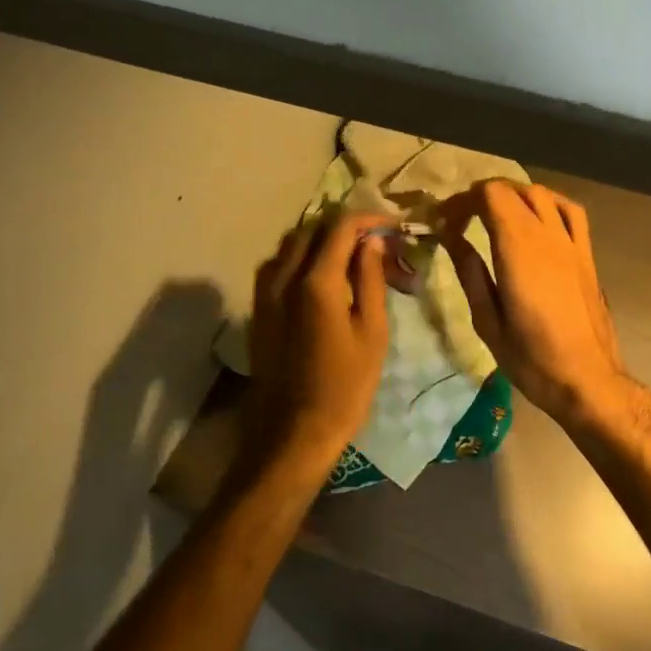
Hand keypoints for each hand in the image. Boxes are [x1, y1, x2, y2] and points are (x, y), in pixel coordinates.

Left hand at [244, 212, 391, 477]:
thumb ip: (370, 279)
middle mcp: (283, 277)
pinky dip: (302, 257)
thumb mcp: (372, 332)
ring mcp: (264, 292)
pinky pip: (278, 265)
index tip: (393, 226)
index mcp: (316, 282)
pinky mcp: (257, 308)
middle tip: (376, 241)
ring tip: (352, 256)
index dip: (369, 218)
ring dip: (322, 239)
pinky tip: (321, 277)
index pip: (341, 227)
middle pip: (313, 229)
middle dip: (346, 226)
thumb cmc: (345, 387)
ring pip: (291, 244)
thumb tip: (372, 241)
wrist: (292, 432)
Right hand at [438, 182, 631, 425]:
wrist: (587, 379)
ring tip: (495, 215)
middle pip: (514, 190)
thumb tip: (451, 237)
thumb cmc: (532, 359)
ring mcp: (572, 243)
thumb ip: (470, 273)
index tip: (445, 222)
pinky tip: (537, 218)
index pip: (491, 196)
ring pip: (543, 195)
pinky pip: (571, 212)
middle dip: (483, 195)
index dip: (463, 201)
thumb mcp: (488, 321)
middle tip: (461, 219)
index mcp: (518, 251)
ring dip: (514, 195)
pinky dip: (549, 203)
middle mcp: (547, 237)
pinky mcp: (587, 255)